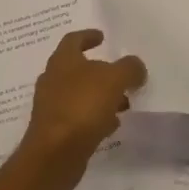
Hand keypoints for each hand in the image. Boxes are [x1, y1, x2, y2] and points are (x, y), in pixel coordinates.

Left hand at [18, 29, 147, 189]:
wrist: (54, 154)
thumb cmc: (81, 106)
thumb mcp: (113, 79)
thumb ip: (129, 68)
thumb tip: (136, 67)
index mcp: (62, 61)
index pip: (73, 40)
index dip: (88, 36)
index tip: (102, 37)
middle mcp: (53, 80)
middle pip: (78, 69)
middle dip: (101, 71)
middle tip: (121, 76)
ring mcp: (52, 107)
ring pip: (80, 95)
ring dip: (101, 96)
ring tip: (124, 103)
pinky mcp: (56, 131)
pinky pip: (79, 117)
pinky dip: (95, 117)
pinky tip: (111, 125)